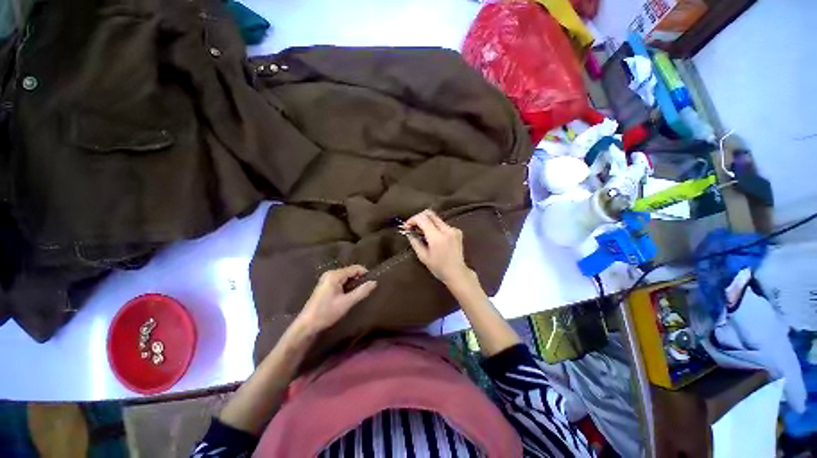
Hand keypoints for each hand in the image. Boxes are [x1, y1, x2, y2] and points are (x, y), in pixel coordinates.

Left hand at [296, 265, 376, 333]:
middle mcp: (330, 273)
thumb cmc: (327, 313)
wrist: (307, 325)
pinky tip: (349, 295)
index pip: (355, 268)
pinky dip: (347, 286)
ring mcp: (327, 279)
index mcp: (335, 275)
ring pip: (346, 276)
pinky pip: (341, 280)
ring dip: (354, 283)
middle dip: (359, 279)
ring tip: (360, 293)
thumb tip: (374, 282)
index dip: (365, 273)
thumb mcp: (347, 302)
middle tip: (367, 289)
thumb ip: (362, 291)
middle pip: (351, 271)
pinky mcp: (325, 285)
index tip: (372, 283)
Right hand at [404, 210, 473, 285]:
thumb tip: (408, 232)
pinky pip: (443, 224)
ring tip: (421, 233)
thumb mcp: (423, 256)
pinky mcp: (457, 231)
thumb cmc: (438, 267)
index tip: (407, 226)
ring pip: (436, 218)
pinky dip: (435, 227)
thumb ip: (414, 241)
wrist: (457, 272)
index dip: (412, 219)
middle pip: (430, 214)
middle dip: (419, 218)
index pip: (423, 219)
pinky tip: (433, 237)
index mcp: (437, 237)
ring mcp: (454, 229)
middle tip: (413, 226)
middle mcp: (447, 230)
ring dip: (427, 222)